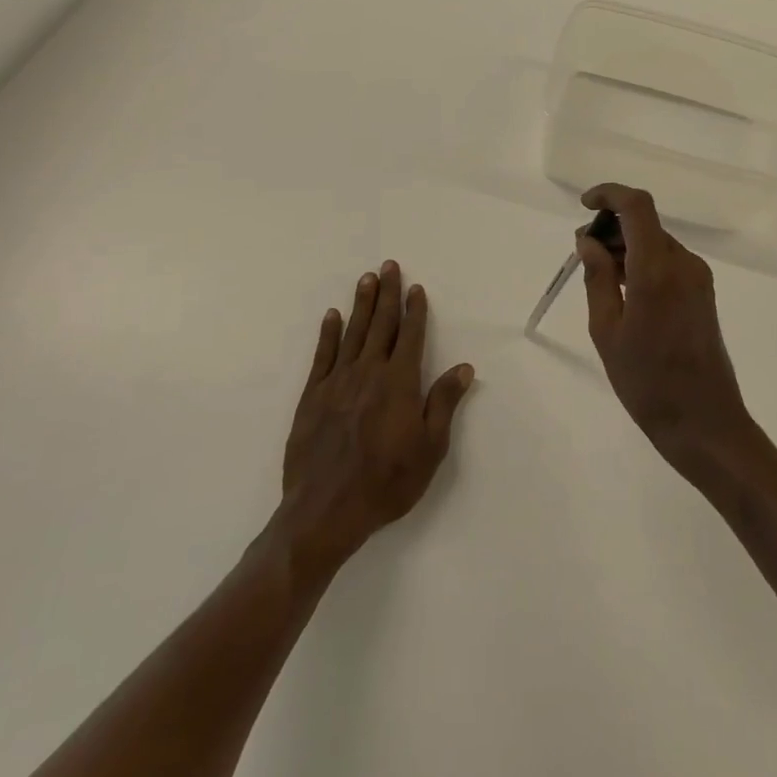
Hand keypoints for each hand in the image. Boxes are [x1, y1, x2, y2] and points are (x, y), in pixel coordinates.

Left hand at [278, 262, 475, 570]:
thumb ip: (443, 402)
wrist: (326, 510)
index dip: (414, 311)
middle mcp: (369, 372)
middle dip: (387, 294)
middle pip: (381, 325)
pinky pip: (323, 355)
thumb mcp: (430, 447)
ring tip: (366, 279)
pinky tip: (332, 316)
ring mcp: (338, 381)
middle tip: (389, 266)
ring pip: (353, 333)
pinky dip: (329, 333)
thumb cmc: (387, 481)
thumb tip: (463, 367)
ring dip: (361, 304)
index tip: (415, 288)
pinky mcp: (313, 396)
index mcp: (399, 382)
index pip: (410, 336)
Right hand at [575, 185, 754, 474]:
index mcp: (657, 269)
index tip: (584, 206)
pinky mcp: (704, 293)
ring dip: (627, 247)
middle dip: (612, 227)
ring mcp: (699, 278)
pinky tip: (624, 292)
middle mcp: (683, 264)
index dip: (609, 195)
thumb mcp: (607, 330)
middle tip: (583, 254)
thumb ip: (597, 278)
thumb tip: (588, 240)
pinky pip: (669, 262)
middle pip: (646, 224)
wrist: (704, 423)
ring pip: (657, 243)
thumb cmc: (647, 382)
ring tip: (599, 277)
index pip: (637, 206)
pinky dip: (643, 263)